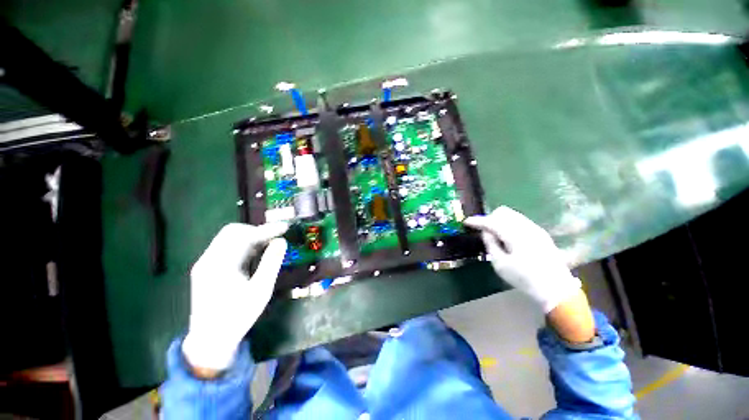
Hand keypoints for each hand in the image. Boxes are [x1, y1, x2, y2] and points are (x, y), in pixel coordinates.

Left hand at [182, 222, 287, 373]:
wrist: (211, 340)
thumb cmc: (238, 316)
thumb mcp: (261, 290)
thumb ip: (271, 262)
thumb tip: (281, 241)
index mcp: (220, 264)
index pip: (244, 235)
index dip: (266, 229)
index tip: (285, 228)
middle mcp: (208, 259)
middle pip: (232, 232)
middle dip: (256, 231)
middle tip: (275, 237)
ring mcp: (205, 264)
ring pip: (228, 239)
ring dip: (250, 238)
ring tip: (269, 244)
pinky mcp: (206, 270)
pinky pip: (226, 249)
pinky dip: (243, 246)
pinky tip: (255, 254)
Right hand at [464, 206, 581, 313]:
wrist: (556, 289)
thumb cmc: (524, 279)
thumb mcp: (500, 264)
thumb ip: (490, 244)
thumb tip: (486, 232)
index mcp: (515, 235)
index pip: (491, 221)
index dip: (477, 221)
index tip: (466, 222)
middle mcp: (526, 227)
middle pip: (503, 212)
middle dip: (490, 218)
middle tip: (484, 231)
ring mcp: (535, 229)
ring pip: (512, 215)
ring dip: (500, 220)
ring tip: (496, 235)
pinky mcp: (541, 233)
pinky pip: (520, 221)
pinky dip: (509, 224)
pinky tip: (508, 238)